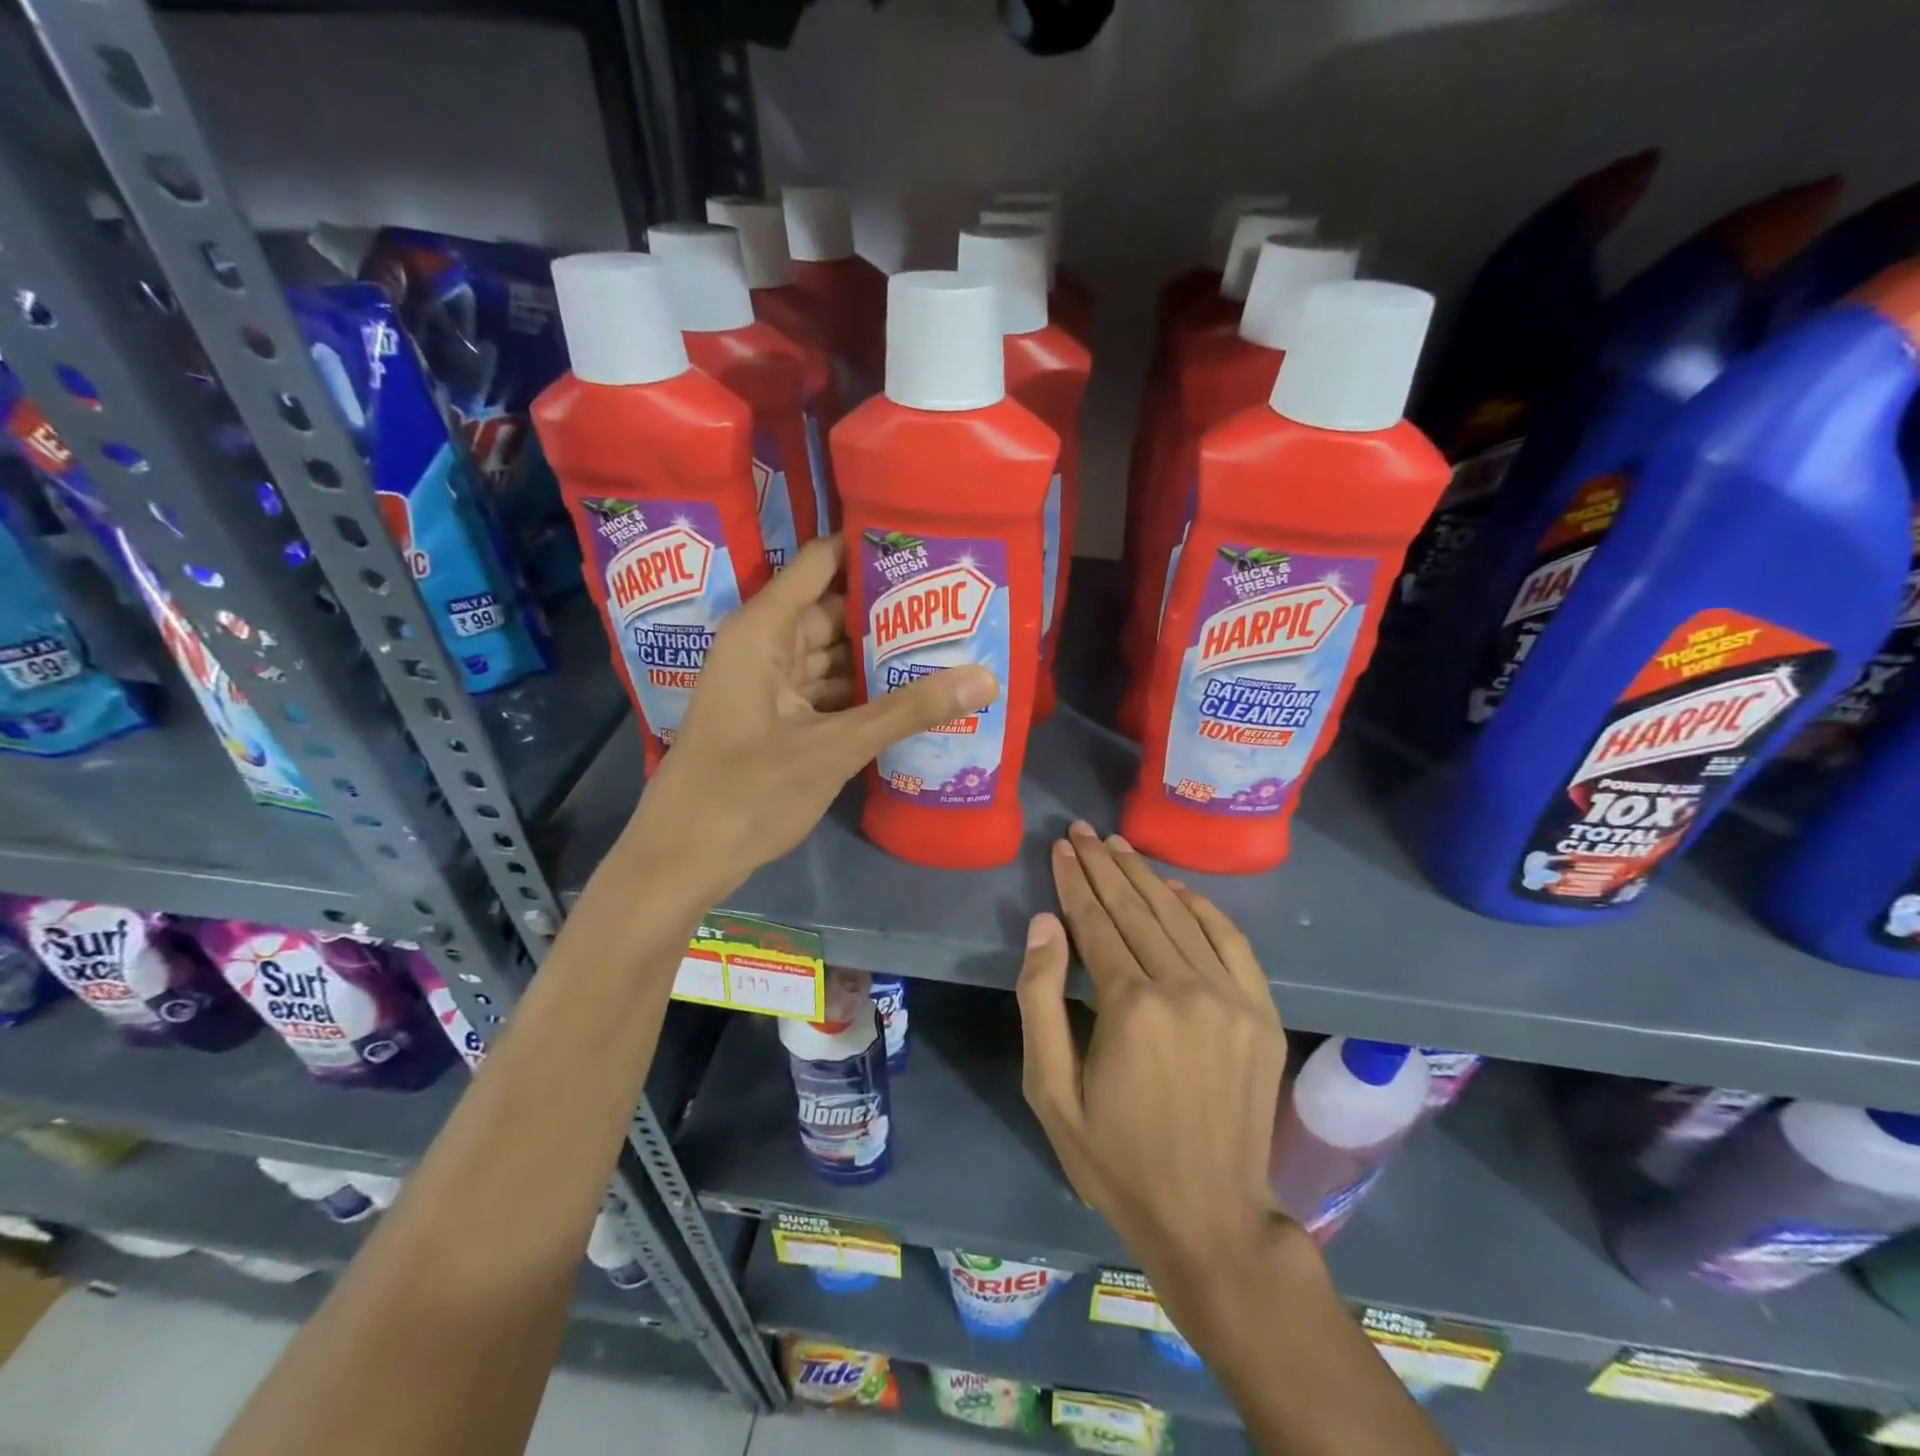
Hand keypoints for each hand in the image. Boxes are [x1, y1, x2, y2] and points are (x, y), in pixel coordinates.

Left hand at [629, 535, 998, 894]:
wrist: (683, 859)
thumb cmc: (747, 792)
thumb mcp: (834, 748)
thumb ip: (908, 710)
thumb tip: (986, 677)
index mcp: (764, 631)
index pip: (822, 563)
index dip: (869, 549)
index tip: (927, 544)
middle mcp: (765, 647)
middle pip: (833, 611)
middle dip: (888, 611)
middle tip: (955, 605)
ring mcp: (769, 685)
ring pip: (832, 655)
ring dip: (878, 656)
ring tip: (945, 645)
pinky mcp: (776, 720)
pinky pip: (826, 690)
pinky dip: (861, 693)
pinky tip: (909, 696)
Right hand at [1017, 821, 1289, 1294]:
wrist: (1211, 1218)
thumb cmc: (1116, 1159)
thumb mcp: (1051, 1091)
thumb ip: (1041, 999)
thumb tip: (1044, 923)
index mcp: (1130, 1007)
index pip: (1095, 922)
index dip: (1074, 882)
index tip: (1060, 848)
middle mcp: (1184, 988)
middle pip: (1136, 909)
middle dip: (1103, 865)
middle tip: (1081, 831)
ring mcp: (1231, 998)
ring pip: (1180, 916)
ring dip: (1145, 876)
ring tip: (1117, 845)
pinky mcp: (1262, 1013)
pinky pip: (1231, 942)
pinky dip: (1202, 908)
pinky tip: (1177, 888)